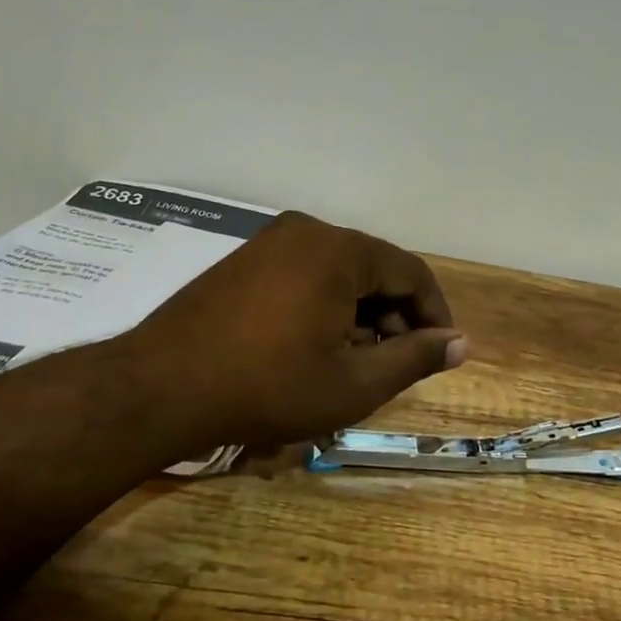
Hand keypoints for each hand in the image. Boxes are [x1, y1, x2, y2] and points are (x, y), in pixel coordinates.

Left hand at [126, 211, 465, 448]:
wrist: (160, 389)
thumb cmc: (268, 387)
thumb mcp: (354, 383)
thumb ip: (415, 358)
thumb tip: (461, 344)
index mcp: (339, 250)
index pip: (412, 273)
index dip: (435, 315)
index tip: (440, 353)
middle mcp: (306, 232)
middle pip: (375, 269)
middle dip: (396, 316)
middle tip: (397, 364)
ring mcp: (269, 243)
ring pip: (340, 274)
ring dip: (361, 314)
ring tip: (357, 361)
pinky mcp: (244, 261)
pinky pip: (305, 275)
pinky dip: (326, 307)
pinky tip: (317, 346)